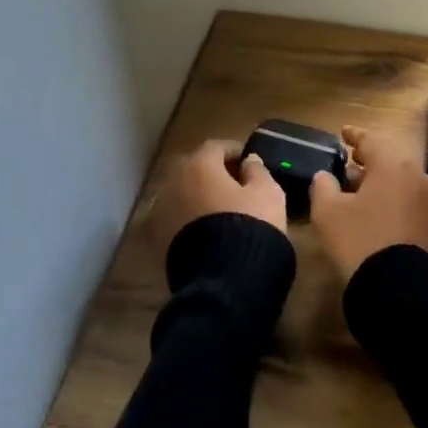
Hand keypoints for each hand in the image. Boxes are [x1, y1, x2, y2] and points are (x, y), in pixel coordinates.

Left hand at [150, 138, 287, 255]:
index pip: (215, 147)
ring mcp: (163, 212)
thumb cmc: (250, 225)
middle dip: (214, 173)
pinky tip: (210, 230)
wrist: (224, 280)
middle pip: (195, 170)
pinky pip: (179, 219)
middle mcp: (175, 183)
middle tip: (236, 184)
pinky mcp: (160, 241)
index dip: (233, 150)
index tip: (247, 160)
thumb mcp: (267, 193)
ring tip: (223, 209)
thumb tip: (249, 160)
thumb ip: (258, 171)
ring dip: (201, 197)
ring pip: (184, 195)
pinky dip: (192, 218)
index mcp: (200, 165)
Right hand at [310, 124, 427, 280]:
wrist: (397, 289)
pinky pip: (405, 193)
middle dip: (368, 156)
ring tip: (354, 182)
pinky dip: (388, 191)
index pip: (371, 140)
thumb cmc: (359, 241)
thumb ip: (323, 185)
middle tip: (349, 157)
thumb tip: (325, 176)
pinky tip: (370, 203)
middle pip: (389, 155)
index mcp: (392, 164)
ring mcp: (425, 198)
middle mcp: (415, 174)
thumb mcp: (328, 212)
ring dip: (378, 175)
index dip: (354, 135)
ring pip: (399, 176)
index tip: (342, 133)